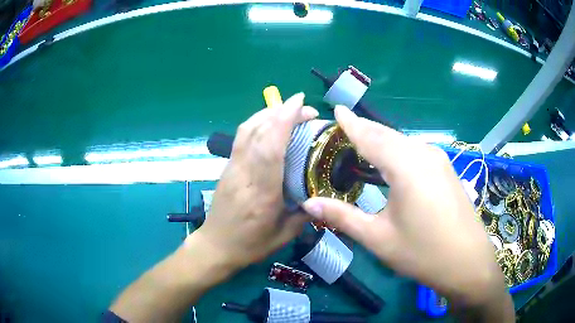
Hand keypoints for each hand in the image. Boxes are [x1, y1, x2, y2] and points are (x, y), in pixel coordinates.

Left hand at [194, 93, 316, 269]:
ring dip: (268, 113)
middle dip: (282, 111)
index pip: (270, 148)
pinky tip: (270, 124)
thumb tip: (322, 196)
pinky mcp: (227, 167)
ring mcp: (232, 168)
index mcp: (261, 193)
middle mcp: (244, 174)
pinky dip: (257, 123)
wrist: (215, 245)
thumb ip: (304, 213)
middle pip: (258, 131)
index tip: (300, 103)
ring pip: (247, 130)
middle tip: (305, 109)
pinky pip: (241, 137)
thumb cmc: (250, 244)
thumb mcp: (283, 236)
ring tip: (289, 111)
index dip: (284, 120)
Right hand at [302, 106, 509, 309]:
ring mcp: (439, 160)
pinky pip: (415, 151)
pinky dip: (397, 150)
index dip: (352, 123)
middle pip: (387, 135)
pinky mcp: (446, 169)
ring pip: (403, 142)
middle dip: (364, 128)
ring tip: (362, 142)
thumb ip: (342, 217)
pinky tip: (391, 162)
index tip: (338, 109)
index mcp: (406, 166)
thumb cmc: (422, 252)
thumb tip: (308, 204)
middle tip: (343, 126)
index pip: (371, 136)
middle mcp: (424, 154)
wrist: (467, 262)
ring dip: (381, 140)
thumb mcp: (378, 238)